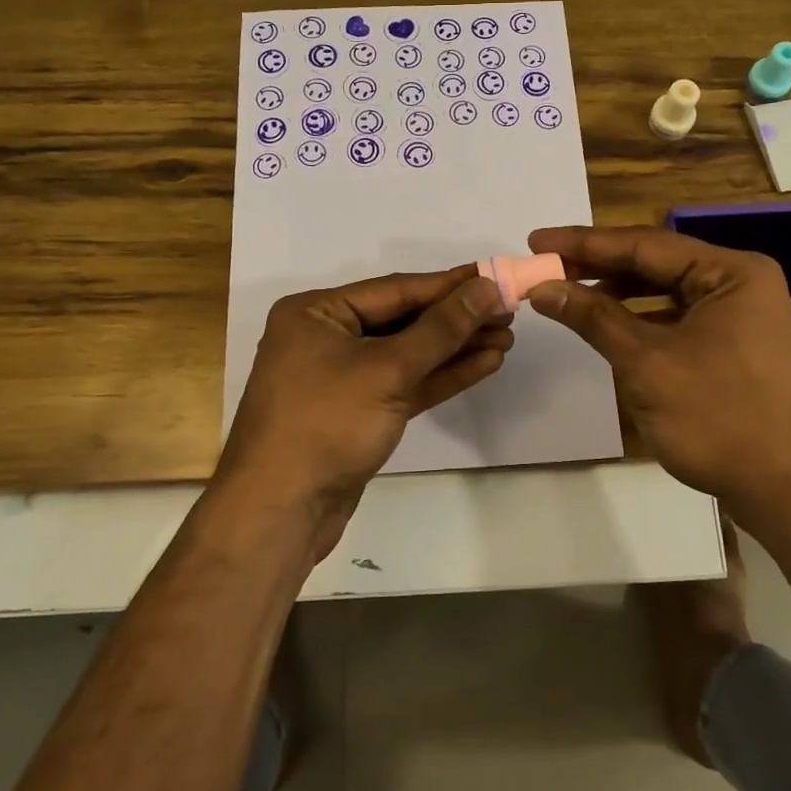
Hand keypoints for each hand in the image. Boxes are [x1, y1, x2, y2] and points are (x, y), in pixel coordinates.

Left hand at [217, 266, 510, 557]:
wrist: (281, 512)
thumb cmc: (326, 424)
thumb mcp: (387, 369)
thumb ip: (440, 329)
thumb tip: (486, 289)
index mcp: (316, 313)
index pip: (395, 289)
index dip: (449, 285)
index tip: (495, 277)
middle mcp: (327, 337)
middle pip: (403, 319)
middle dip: (456, 319)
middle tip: (509, 312)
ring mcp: (342, 378)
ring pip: (408, 354)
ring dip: (456, 347)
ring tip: (506, 337)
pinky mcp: (359, 413)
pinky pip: (405, 384)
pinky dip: (441, 375)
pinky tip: (484, 363)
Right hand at [524, 225, 790, 525]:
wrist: (787, 492)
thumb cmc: (719, 419)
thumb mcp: (647, 364)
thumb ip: (594, 318)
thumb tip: (543, 287)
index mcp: (732, 272)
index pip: (645, 245)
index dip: (585, 243)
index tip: (535, 240)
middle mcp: (740, 283)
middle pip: (656, 264)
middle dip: (598, 266)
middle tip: (545, 264)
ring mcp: (741, 315)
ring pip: (666, 291)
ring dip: (617, 292)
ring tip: (567, 292)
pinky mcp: (735, 345)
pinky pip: (678, 318)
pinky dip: (640, 319)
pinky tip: (607, 324)